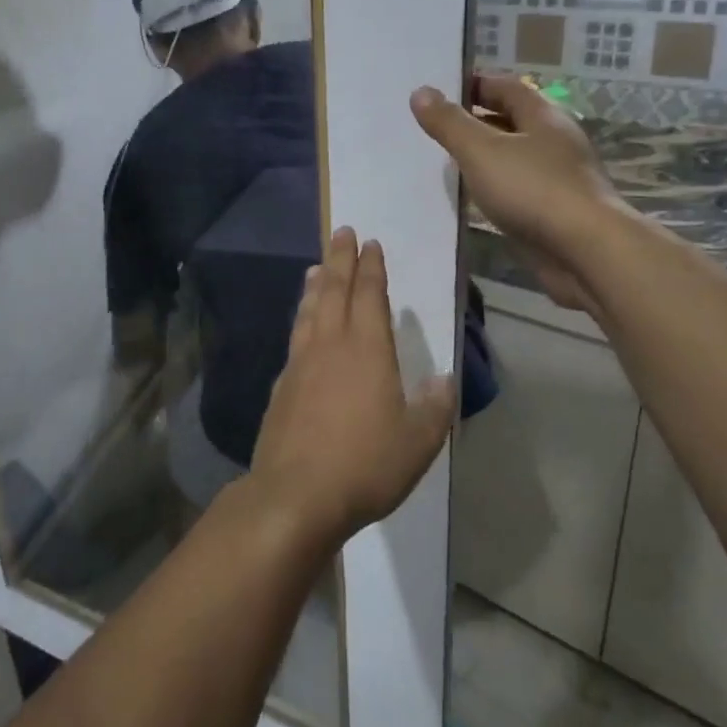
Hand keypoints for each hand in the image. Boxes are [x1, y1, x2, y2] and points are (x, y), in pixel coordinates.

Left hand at [250, 228, 456, 546]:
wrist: (296, 494)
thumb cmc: (366, 465)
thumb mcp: (418, 441)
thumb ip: (434, 406)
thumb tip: (445, 378)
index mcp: (367, 350)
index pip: (369, 296)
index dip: (371, 268)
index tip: (369, 244)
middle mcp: (330, 346)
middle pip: (334, 291)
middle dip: (339, 260)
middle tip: (341, 232)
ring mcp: (300, 365)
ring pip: (309, 312)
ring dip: (315, 286)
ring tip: (315, 267)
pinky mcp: (281, 387)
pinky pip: (295, 339)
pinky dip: (301, 320)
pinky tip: (302, 327)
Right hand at [410, 75, 622, 312]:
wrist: (585, 251)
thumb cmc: (532, 190)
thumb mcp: (481, 151)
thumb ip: (450, 123)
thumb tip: (420, 91)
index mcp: (543, 117)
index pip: (507, 87)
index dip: (474, 84)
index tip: (440, 91)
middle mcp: (554, 141)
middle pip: (512, 120)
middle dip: (476, 120)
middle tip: (437, 127)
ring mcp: (557, 177)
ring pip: (514, 157)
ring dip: (485, 156)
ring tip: (446, 162)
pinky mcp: (554, 210)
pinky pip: (518, 188)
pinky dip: (495, 187)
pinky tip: (473, 198)